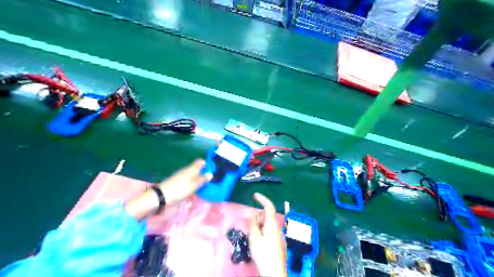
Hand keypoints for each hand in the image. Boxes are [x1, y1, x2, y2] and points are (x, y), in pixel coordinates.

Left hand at [125, 160, 211, 219]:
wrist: (161, 199)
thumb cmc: (178, 190)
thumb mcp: (193, 185)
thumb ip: (202, 179)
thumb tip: (211, 174)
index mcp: (191, 169)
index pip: (201, 162)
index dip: (208, 164)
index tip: (216, 170)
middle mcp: (187, 172)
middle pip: (198, 170)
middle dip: (206, 174)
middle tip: (215, 180)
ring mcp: (183, 180)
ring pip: (195, 177)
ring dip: (201, 181)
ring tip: (210, 187)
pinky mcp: (180, 187)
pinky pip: (191, 184)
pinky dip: (196, 187)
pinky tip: (200, 192)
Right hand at [249, 192, 287, 276]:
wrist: (274, 272)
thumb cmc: (263, 253)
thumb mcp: (255, 237)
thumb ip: (254, 223)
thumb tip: (255, 213)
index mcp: (273, 224)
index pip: (269, 206)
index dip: (262, 198)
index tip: (254, 195)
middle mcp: (277, 228)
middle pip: (268, 216)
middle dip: (259, 216)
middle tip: (250, 224)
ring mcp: (279, 236)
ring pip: (268, 225)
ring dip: (260, 225)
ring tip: (252, 235)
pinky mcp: (278, 244)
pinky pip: (269, 232)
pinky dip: (262, 232)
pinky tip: (258, 241)